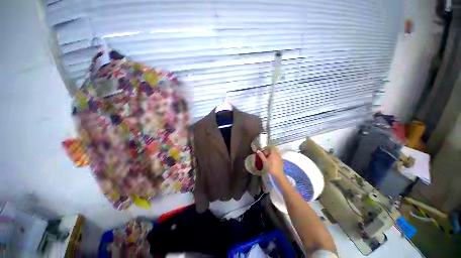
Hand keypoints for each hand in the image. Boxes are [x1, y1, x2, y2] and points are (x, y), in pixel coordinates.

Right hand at [256, 148, 283, 178]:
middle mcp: (277, 154)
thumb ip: (261, 155)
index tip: (264, 151)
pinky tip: (272, 162)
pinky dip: (274, 158)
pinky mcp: (281, 161)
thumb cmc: (270, 167)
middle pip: (273, 151)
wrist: (278, 174)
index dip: (267, 148)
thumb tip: (258, 150)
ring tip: (268, 159)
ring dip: (272, 155)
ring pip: (275, 154)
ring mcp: (280, 157)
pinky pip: (277, 157)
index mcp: (273, 153)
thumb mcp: (264, 161)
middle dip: (269, 152)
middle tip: (265, 156)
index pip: (271, 147)